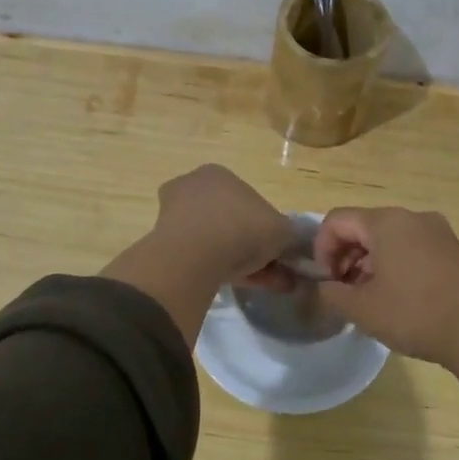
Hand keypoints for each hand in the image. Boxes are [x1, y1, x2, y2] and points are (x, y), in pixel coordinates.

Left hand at [152, 165, 296, 288]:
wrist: (194, 256)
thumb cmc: (242, 228)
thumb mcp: (282, 231)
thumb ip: (291, 237)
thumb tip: (293, 247)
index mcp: (219, 174)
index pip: (249, 200)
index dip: (267, 227)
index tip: (278, 250)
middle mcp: (193, 187)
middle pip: (232, 221)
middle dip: (254, 247)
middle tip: (273, 271)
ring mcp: (174, 215)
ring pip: (216, 240)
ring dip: (241, 261)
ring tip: (263, 284)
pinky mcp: (164, 244)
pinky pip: (201, 256)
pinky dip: (221, 269)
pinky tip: (239, 285)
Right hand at [312, 208, 458, 364]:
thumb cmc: (414, 314)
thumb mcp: (362, 309)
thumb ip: (332, 293)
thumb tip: (325, 286)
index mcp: (386, 222)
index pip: (337, 220)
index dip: (322, 249)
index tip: (326, 281)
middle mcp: (411, 217)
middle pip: (363, 226)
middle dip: (345, 256)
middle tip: (344, 291)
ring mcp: (436, 230)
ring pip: (388, 237)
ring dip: (369, 262)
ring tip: (368, 297)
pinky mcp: (452, 248)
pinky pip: (411, 246)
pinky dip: (394, 264)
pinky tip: (396, 296)